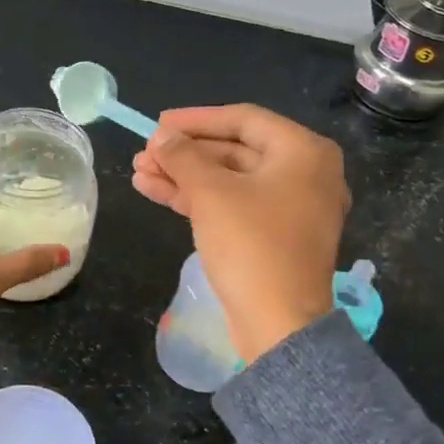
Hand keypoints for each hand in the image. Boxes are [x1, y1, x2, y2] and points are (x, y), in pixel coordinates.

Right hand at [132, 104, 351, 363]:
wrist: (279, 323)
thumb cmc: (251, 245)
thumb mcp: (211, 193)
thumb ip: (183, 156)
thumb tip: (161, 137)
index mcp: (303, 152)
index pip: (243, 119)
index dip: (195, 119)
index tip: (157, 123)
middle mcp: (304, 174)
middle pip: (234, 150)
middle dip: (185, 153)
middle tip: (144, 153)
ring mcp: (290, 208)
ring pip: (229, 180)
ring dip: (183, 175)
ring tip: (139, 172)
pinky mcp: (273, 236)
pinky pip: (233, 204)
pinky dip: (197, 198)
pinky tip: (155, 191)